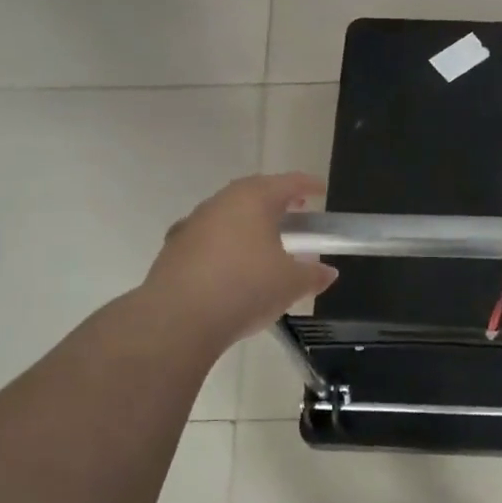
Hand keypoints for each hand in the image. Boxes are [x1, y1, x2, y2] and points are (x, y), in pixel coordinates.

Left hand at [138, 173, 337, 349]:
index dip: (307, 185)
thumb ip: (313, 275)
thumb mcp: (291, 284)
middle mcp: (220, 203)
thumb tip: (327, 272)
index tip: (321, 190)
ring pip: (227, 214)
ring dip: (248, 223)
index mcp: (253, 200)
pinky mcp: (174, 250)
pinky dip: (226, 244)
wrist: (178, 319)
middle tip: (295, 213)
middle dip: (276, 200)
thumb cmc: (245, 288)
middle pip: (253, 193)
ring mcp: (192, 225)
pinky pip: (208, 238)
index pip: (287, 183)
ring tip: (265, 243)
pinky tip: (232, 266)